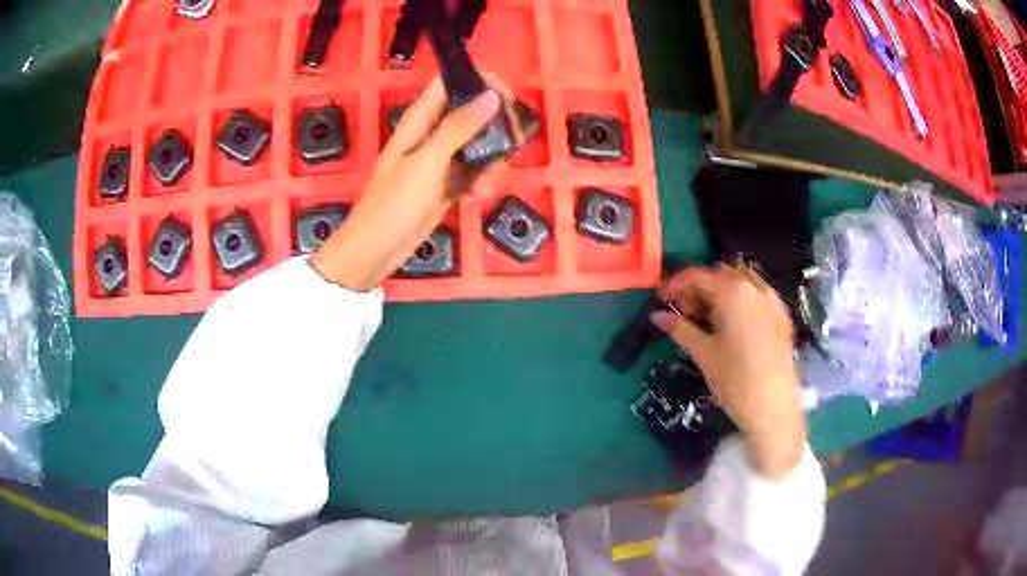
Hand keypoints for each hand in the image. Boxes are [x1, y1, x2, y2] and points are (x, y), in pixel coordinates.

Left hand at [311, 76, 513, 290]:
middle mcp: (434, 132)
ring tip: (484, 186)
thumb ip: (459, 127)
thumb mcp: (428, 161)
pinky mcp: (450, 182)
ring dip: (492, 161)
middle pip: (474, 111)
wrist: (378, 249)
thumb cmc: (395, 202)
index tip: (506, 99)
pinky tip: (477, 197)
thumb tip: (492, 95)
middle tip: (510, 144)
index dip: (481, 81)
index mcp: (422, 118)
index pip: (451, 82)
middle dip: (496, 126)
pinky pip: (476, 170)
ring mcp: (443, 158)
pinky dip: (482, 180)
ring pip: (480, 143)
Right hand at [651, 264, 805, 477]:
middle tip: (685, 312)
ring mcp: (773, 301)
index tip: (662, 300)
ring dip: (721, 292)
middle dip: (700, 288)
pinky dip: (741, 301)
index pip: (699, 275)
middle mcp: (756, 287)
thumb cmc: (735, 380)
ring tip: (708, 319)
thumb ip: (680, 328)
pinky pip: (758, 296)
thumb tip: (657, 316)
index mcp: (734, 291)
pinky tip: (732, 325)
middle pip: (721, 275)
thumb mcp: (704, 353)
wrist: (774, 408)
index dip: (676, 284)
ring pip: (742, 282)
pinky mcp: (782, 316)